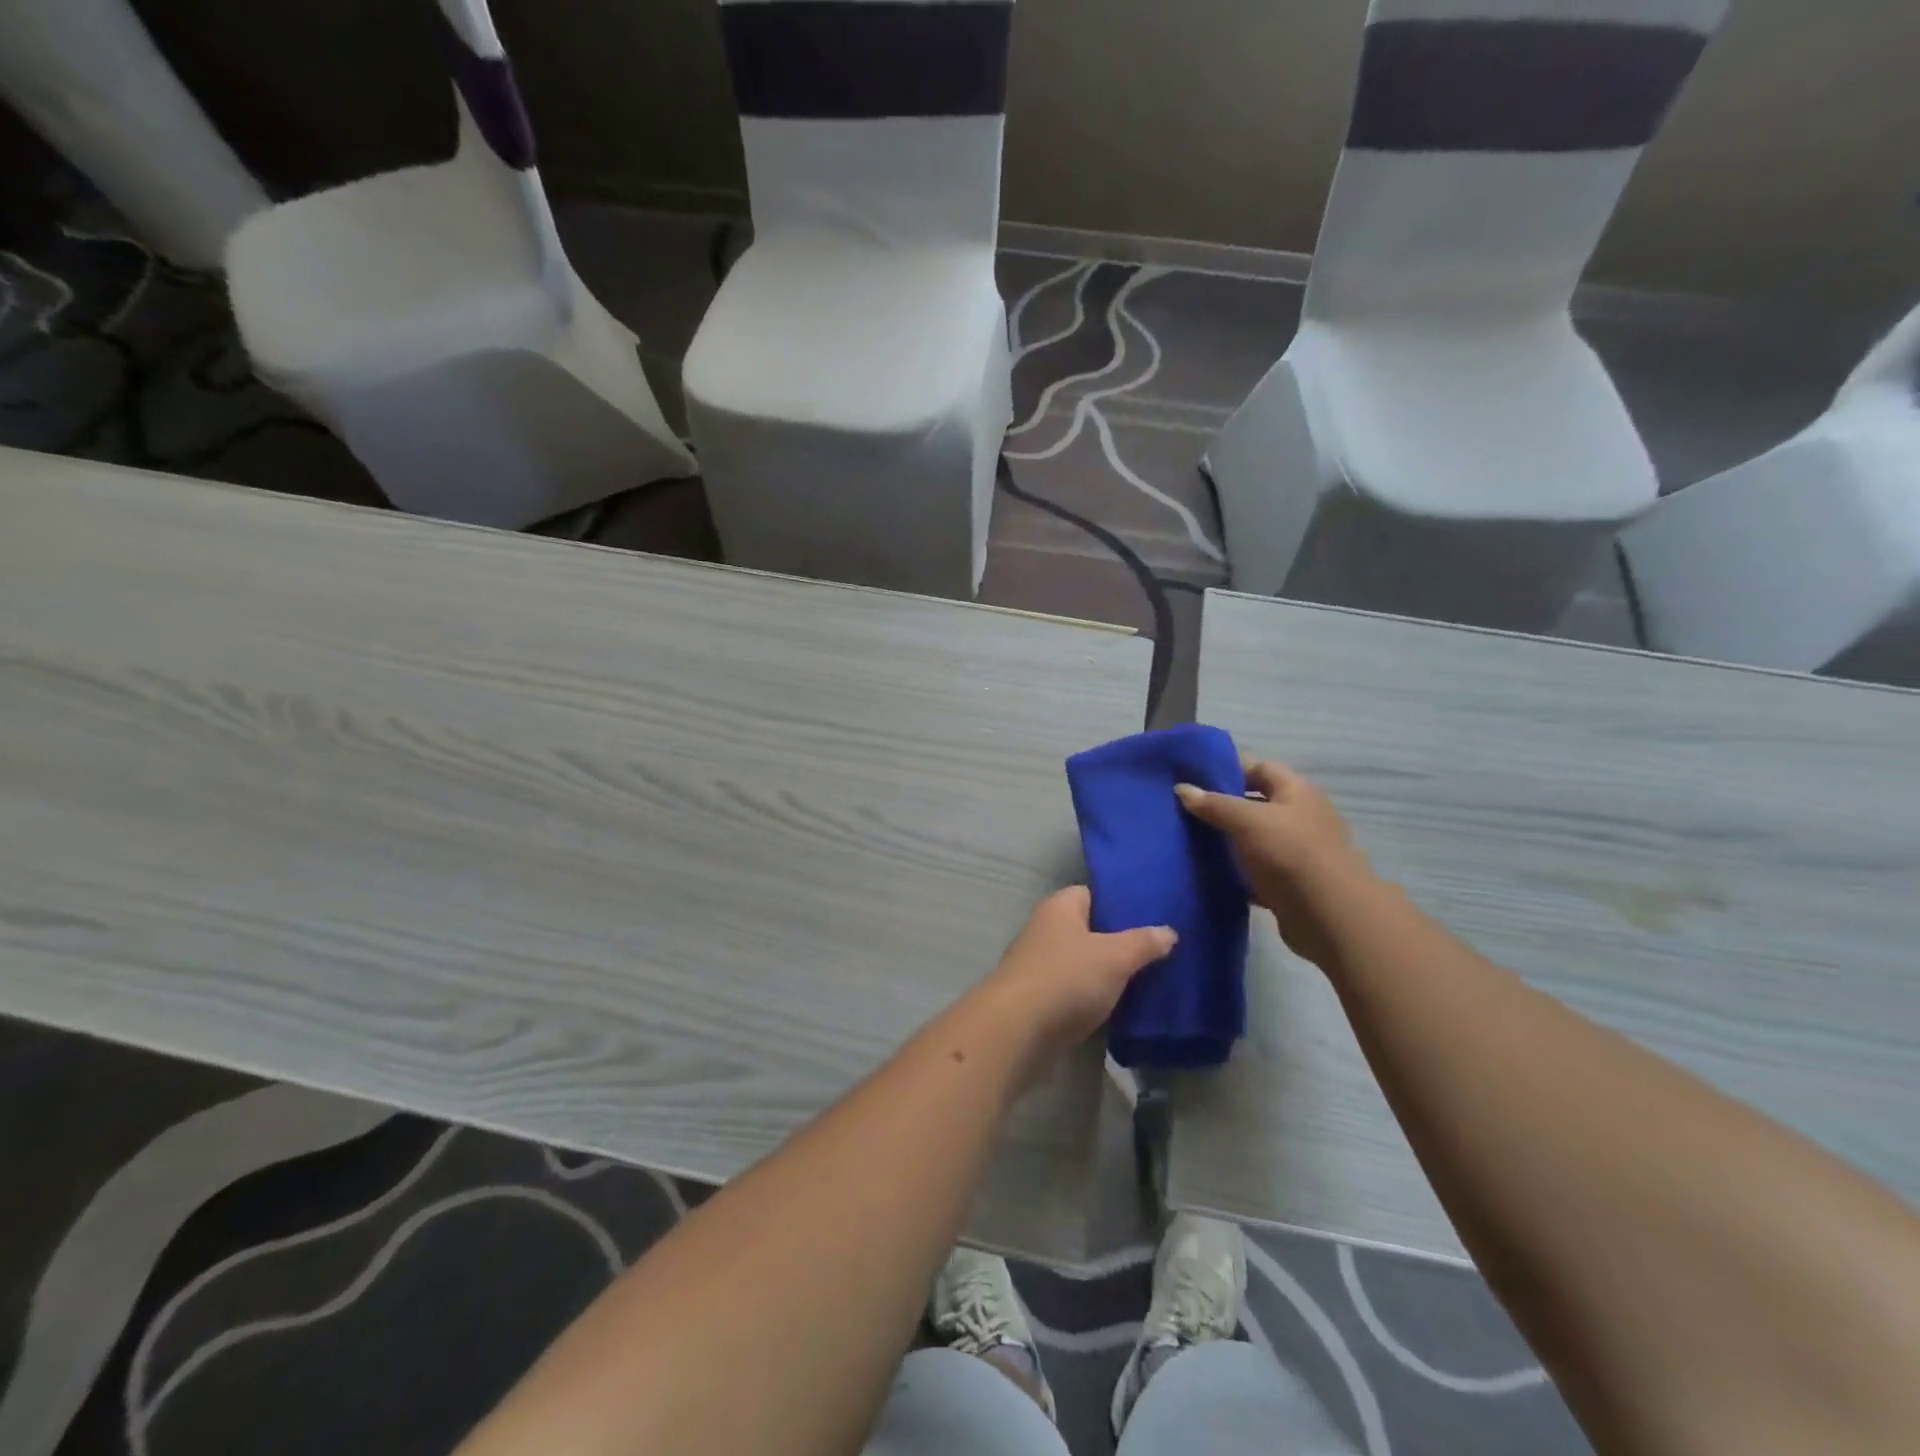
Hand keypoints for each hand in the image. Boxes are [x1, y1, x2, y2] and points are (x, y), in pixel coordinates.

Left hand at [979, 887, 1174, 1059]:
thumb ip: (1143, 943)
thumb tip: (1168, 931)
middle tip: (1155, 952)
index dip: (1120, 903)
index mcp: (1059, 907)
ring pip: (1081, 961)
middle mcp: (1044, 928)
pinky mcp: (1036, 996)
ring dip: (1105, 972)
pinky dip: (1091, 995)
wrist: (1016, 1029)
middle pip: (1087, 928)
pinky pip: (1072, 988)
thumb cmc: (1066, 978)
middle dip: (1117, 940)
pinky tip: (1117, 1006)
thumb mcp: (1115, 957)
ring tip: (1144, 980)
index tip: (1151, 917)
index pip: (1092, 892)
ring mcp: (1037, 963)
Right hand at [1175, 760, 1375, 970]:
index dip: (1228, 768)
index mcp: (1297, 791)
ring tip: (1191, 840)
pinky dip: (1237, 871)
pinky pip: (1257, 870)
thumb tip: (1182, 788)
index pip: (1260, 767)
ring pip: (1255, 838)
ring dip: (1229, 840)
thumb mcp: (1246, 821)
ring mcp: (1298, 851)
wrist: (1329, 915)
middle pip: (1257, 803)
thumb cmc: (1289, 853)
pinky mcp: (1291, 883)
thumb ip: (1214, 804)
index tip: (1194, 778)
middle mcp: (1301, 816)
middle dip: (1224, 805)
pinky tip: (1211, 873)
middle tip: (1186, 810)